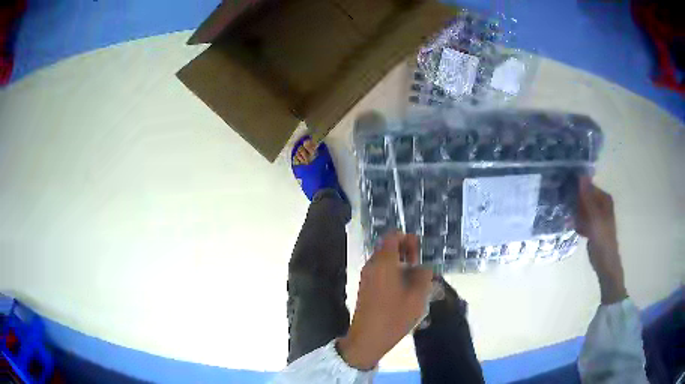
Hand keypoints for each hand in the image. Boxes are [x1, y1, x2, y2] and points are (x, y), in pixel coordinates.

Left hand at [338, 232, 433, 369]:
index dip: (408, 239)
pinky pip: (380, 272)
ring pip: (385, 261)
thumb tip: (423, 266)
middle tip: (420, 267)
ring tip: (416, 280)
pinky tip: (404, 290)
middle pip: (388, 248)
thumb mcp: (418, 296)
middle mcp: (372, 265)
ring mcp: (366, 277)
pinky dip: (393, 274)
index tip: (420, 252)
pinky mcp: (365, 288)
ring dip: (401, 265)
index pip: (393, 236)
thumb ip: (424, 275)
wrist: (367, 339)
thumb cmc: (394, 316)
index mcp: (383, 262)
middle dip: (406, 252)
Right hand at [576, 176, 626, 303]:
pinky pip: (582, 219)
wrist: (605, 263)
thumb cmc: (602, 239)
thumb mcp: (594, 217)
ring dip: (574, 212)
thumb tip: (580, 175)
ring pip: (582, 208)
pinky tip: (571, 226)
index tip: (564, 189)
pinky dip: (577, 222)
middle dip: (575, 200)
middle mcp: (601, 204)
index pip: (588, 186)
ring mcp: (596, 216)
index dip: (577, 187)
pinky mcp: (592, 227)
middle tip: (563, 203)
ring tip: (566, 216)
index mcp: (604, 199)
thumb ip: (587, 197)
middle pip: (584, 197)